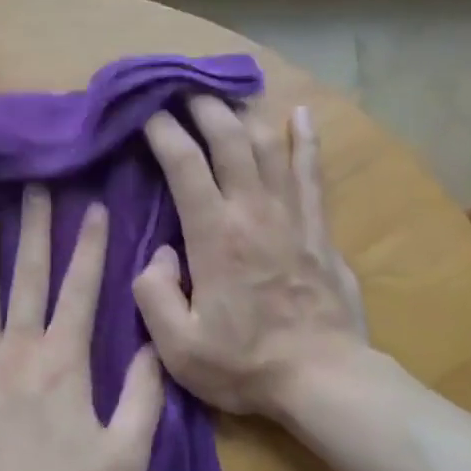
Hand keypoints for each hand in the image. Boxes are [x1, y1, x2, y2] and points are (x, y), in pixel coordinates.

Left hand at [0, 186, 165, 470]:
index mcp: (64, 362)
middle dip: (35, 227)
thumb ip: (144, 399)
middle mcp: (17, 350)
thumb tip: (155, 346)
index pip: (82, 289)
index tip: (94, 205)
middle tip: (34, 184)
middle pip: (28, 276)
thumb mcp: (125, 460)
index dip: (91, 245)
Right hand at [134, 99, 366, 419]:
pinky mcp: (319, 227)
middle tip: (181, 90)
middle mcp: (253, 211)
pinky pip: (312, 172)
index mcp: (214, 235)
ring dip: (244, 113)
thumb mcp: (178, 346)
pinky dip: (306, 139)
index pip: (184, 163)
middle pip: (229, 138)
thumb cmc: (245, 364)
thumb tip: (160, 254)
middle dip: (202, 107)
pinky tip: (301, 114)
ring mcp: (292, 214)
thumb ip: (153, 293)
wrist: (324, 379)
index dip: (162, 131)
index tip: (145, 113)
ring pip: (268, 145)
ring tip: (223, 96)